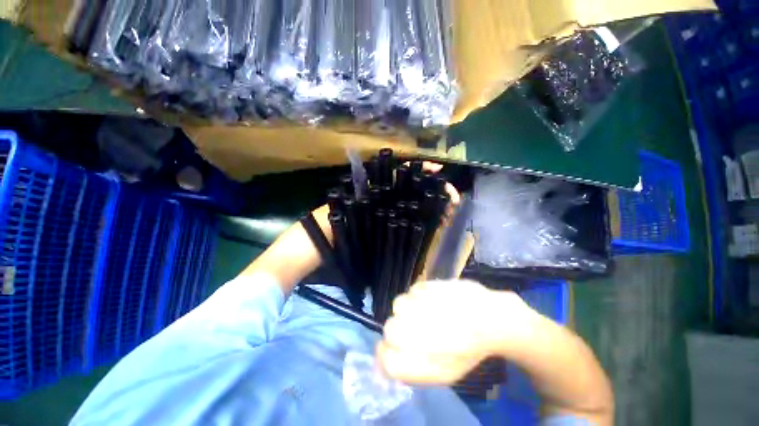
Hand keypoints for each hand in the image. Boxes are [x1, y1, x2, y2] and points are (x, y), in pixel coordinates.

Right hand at [377, 279, 531, 384]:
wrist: (489, 319)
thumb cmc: (467, 350)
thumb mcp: (441, 373)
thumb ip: (410, 370)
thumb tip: (382, 363)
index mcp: (421, 362)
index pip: (386, 360)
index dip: (387, 353)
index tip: (396, 348)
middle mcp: (415, 333)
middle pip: (389, 329)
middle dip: (399, 330)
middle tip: (418, 329)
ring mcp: (419, 306)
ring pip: (398, 305)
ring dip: (408, 309)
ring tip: (427, 311)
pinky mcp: (427, 285)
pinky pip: (412, 290)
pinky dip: (419, 295)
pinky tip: (434, 299)